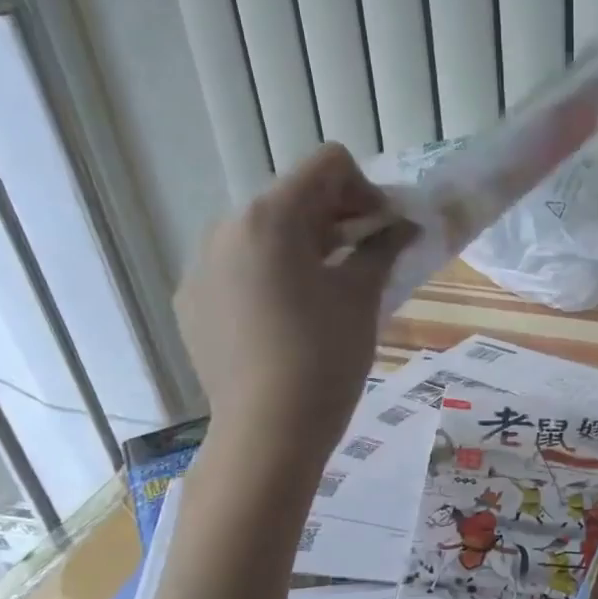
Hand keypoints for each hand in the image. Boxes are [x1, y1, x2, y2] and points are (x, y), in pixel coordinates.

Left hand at [175, 145, 413, 457]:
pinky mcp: (192, 301)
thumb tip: (405, 226)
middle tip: (364, 258)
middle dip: (336, 218)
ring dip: (303, 246)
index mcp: (270, 216)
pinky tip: (287, 319)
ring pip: (263, 233)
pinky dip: (269, 275)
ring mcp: (202, 265)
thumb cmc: (325, 357)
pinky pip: (238, 268)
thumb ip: (383, 248)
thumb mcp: (362, 297)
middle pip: (292, 197)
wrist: (268, 432)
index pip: (327, 165)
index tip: (384, 231)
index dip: (367, 190)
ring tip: (327, 291)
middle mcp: (227, 227)